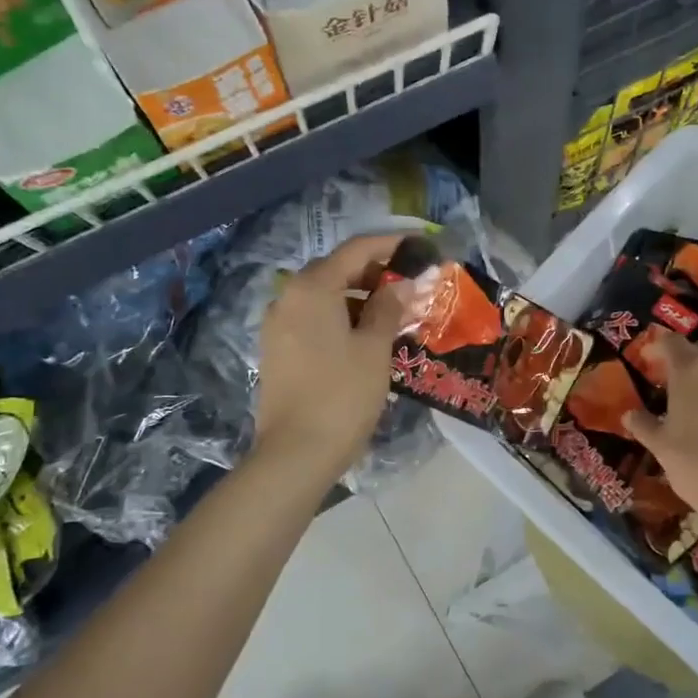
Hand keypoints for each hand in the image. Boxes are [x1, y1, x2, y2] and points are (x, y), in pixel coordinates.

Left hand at [253, 234, 408, 485]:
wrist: (295, 453)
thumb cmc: (342, 395)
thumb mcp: (375, 347)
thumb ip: (389, 307)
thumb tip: (403, 284)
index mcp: (312, 287)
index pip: (356, 249)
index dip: (390, 244)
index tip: (420, 245)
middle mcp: (288, 296)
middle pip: (337, 269)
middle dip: (376, 272)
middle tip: (411, 283)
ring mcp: (278, 324)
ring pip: (324, 295)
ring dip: (359, 296)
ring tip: (395, 312)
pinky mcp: (278, 348)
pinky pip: (313, 318)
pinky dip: (341, 316)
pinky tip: (367, 335)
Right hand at [621, 333, 697, 519]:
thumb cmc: (697, 464)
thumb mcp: (661, 447)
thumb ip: (644, 425)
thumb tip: (629, 414)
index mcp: (690, 371)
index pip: (673, 342)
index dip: (658, 346)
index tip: (648, 358)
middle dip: (691, 350)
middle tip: (674, 373)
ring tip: (696, 393)